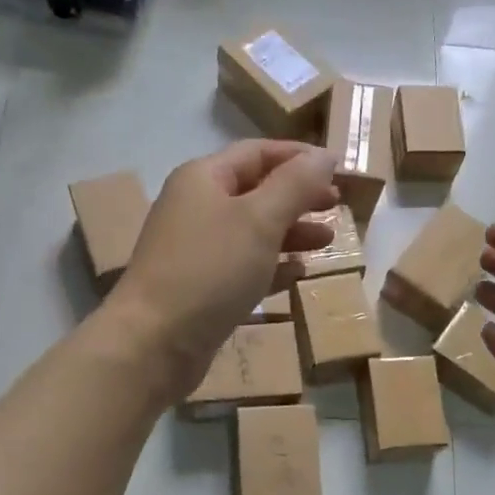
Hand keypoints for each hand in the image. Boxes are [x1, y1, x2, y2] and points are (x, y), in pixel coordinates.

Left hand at [104, 140, 337, 399]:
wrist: (156, 341)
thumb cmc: (210, 270)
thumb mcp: (260, 220)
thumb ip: (295, 185)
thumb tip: (325, 156)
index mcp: (203, 179)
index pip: (257, 153)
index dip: (299, 157)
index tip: (338, 169)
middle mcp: (196, 208)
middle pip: (256, 191)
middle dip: (297, 196)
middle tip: (336, 205)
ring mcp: (196, 250)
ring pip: (252, 231)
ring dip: (290, 232)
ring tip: (326, 241)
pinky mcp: (201, 288)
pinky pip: (243, 267)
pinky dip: (272, 266)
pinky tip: (297, 274)